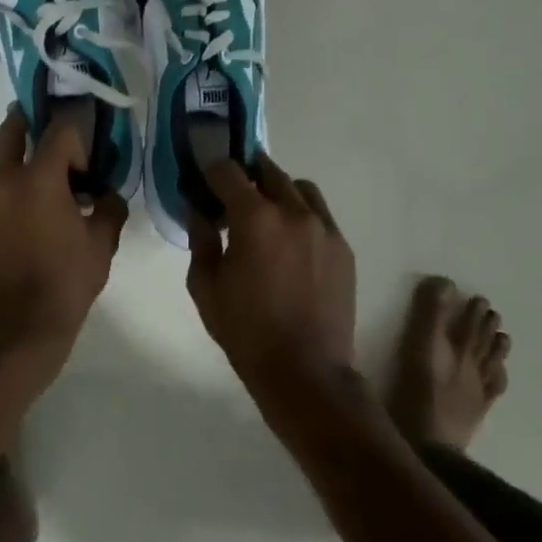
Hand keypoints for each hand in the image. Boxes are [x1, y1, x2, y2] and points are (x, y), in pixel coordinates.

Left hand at [0, 106, 127, 382]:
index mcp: (38, 179)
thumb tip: (106, 194)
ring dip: (19, 151)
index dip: (80, 131)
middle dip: (36, 122)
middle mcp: (2, 178)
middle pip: (14, 127)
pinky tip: (31, 200)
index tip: (92, 148)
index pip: (60, 129)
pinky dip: (9, 177)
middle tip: (59, 133)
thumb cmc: (64, 285)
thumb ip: (110, 208)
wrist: (14, 333)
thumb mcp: (101, 246)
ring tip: (47, 171)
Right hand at [186, 155, 356, 397]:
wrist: (306, 372)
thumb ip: (200, 240)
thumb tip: (198, 211)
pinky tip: (291, 243)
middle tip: (232, 194)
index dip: (211, 170)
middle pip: (267, 170)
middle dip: (246, 174)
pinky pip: (320, 215)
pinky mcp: (343, 248)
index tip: (203, 179)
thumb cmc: (247, 331)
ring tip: (267, 214)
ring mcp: (324, 228)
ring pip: (299, 188)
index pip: (228, 171)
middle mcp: (293, 211)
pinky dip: (302, 215)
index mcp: (255, 218)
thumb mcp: (206, 287)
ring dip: (278, 190)